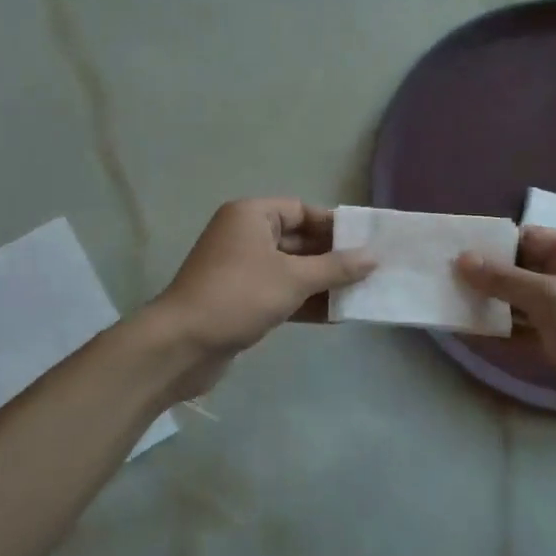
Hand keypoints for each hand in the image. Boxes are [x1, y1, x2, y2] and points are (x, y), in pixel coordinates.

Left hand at [150, 199, 374, 365]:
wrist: (182, 345)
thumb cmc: (239, 296)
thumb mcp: (293, 278)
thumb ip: (336, 267)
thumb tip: (373, 257)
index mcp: (251, 216)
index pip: (301, 210)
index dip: (333, 226)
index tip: (365, 243)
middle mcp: (244, 236)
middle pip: (298, 240)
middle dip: (332, 257)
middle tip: (370, 271)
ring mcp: (241, 270)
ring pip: (291, 270)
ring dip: (322, 283)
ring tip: (361, 294)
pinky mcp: (240, 300)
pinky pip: (280, 293)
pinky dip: (304, 302)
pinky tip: (336, 316)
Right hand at [457, 227, 555, 453]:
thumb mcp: (552, 298)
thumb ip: (505, 279)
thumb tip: (462, 259)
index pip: (528, 238)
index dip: (492, 243)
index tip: (452, 251)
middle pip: (521, 269)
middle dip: (486, 275)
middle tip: (441, 279)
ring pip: (519, 302)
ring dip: (489, 304)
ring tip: (447, 303)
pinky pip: (524, 331)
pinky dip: (500, 331)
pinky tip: (469, 333)